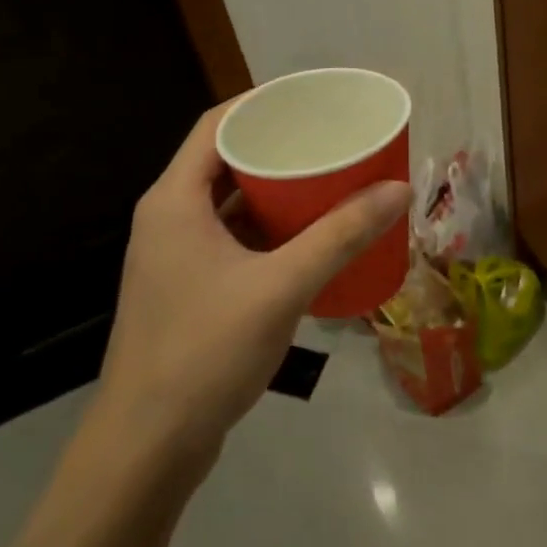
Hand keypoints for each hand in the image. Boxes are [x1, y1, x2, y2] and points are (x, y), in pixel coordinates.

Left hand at [93, 103, 410, 464]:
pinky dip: (268, 230)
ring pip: (229, 204)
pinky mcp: (187, 289)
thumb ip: (341, 235)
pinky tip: (308, 238)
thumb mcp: (282, 286)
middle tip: (331, 141)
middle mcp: (167, 219)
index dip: (262, 104)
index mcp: (174, 200)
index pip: (217, 125)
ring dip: (275, 192)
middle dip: (279, 148)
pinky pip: (232, 239)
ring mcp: (174, 257)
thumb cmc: (206, 351)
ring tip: (329, 181)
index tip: (312, 100)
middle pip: (226, 161)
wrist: (148, 446)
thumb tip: (399, 189)